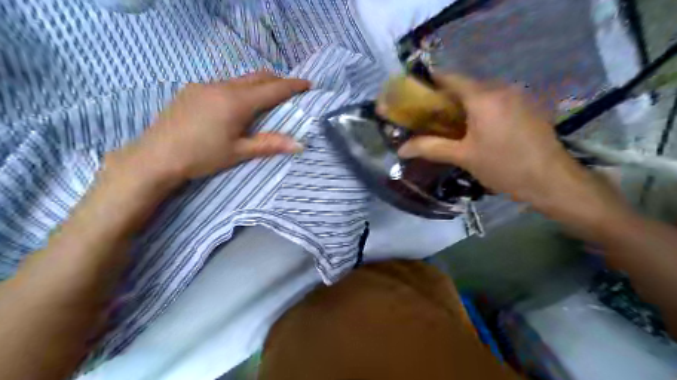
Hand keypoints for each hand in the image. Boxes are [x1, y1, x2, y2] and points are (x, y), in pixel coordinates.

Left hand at [117, 71, 309, 182]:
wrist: (156, 157)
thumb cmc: (202, 156)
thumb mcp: (239, 152)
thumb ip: (270, 144)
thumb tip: (300, 144)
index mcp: (236, 102)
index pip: (272, 89)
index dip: (292, 85)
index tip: (308, 84)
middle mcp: (222, 86)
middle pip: (257, 77)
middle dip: (276, 81)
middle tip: (289, 91)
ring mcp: (204, 85)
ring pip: (239, 79)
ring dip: (256, 85)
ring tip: (264, 100)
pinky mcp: (192, 90)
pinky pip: (223, 84)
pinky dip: (238, 89)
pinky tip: (234, 106)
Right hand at [396, 72, 584, 205]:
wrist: (551, 180)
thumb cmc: (503, 167)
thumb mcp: (463, 157)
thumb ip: (431, 148)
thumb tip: (401, 149)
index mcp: (483, 97)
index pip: (450, 78)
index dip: (430, 82)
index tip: (415, 95)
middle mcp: (501, 88)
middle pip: (465, 85)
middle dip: (445, 97)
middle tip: (429, 116)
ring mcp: (517, 95)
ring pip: (482, 93)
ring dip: (464, 104)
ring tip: (450, 124)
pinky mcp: (527, 106)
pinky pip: (496, 100)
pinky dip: (481, 108)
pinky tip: (476, 128)